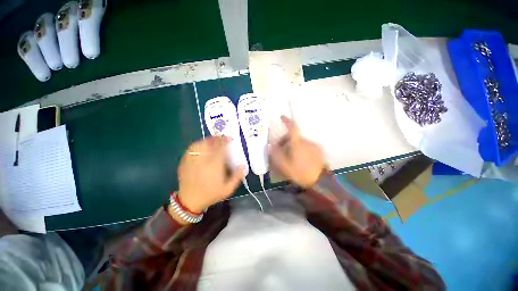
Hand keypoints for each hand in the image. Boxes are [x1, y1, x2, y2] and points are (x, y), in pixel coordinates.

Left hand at [176, 136, 243, 214]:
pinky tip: (201, 146)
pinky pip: (191, 149)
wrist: (190, 201)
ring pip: (199, 145)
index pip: (221, 148)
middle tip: (221, 137)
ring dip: (207, 140)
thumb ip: (237, 177)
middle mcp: (203, 161)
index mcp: (215, 166)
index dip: (225, 141)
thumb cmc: (211, 194)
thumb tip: (243, 165)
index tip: (229, 137)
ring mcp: (192, 160)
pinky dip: (197, 145)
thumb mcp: (228, 189)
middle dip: (216, 138)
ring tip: (212, 140)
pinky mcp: (185, 162)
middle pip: (210, 144)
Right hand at [269, 116, 324, 187]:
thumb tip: (270, 145)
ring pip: (300, 142)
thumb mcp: (285, 166)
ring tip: (291, 157)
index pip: (292, 128)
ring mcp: (314, 145)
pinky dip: (301, 149)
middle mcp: (306, 141)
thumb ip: (276, 154)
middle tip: (281, 150)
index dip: (287, 121)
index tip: (282, 117)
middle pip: (294, 136)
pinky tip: (300, 159)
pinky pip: (307, 146)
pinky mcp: (318, 150)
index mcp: (298, 144)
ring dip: (294, 146)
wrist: (320, 181)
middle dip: (286, 140)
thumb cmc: (300, 173)